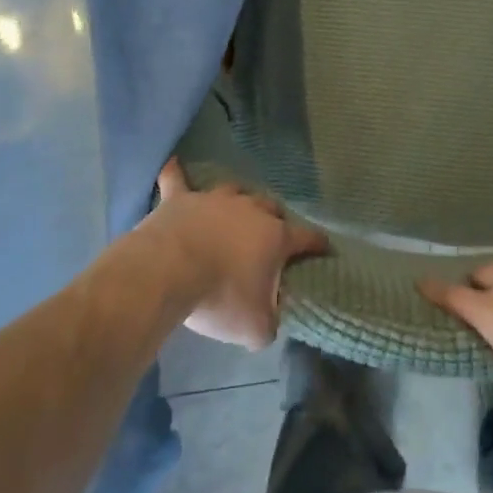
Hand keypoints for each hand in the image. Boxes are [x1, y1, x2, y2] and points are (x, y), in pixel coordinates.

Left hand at [146, 158, 328, 350]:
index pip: (307, 237)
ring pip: (234, 190)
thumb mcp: (255, 328)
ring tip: (236, 210)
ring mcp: (214, 199)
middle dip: (275, 219)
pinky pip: (177, 180)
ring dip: (238, 200)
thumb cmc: (219, 297)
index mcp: (275, 237)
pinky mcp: (180, 199)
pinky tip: (172, 164)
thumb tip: (269, 320)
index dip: (318, 243)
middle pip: (270, 207)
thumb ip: (269, 322)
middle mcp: (250, 210)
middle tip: (271, 236)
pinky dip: (176, 173)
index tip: (324, 247)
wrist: (168, 272)